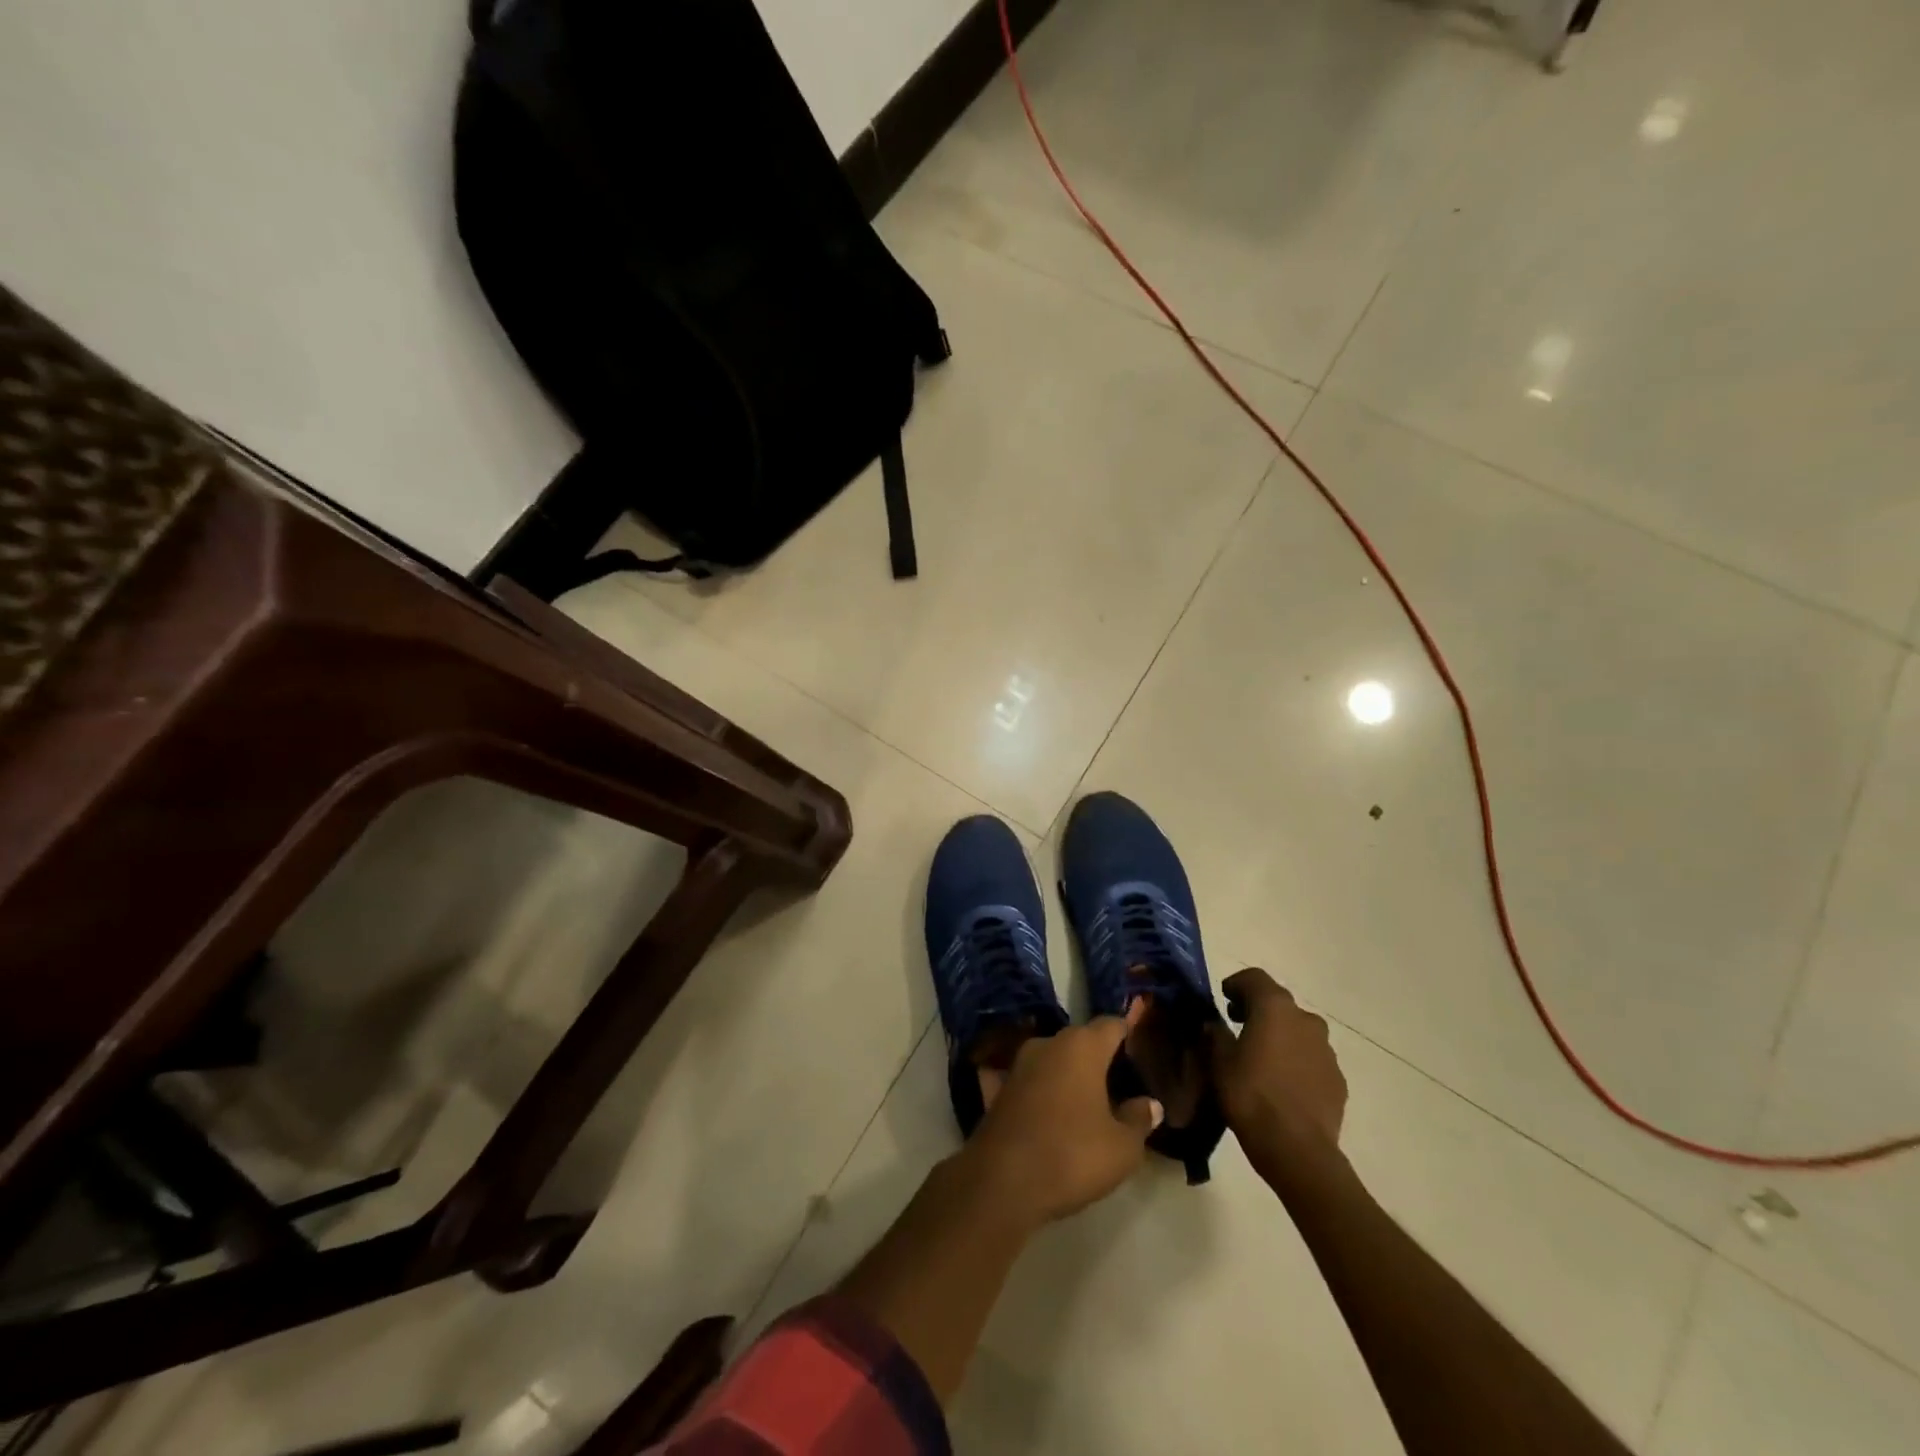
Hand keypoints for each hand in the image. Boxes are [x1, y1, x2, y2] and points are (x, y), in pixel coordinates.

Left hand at [963, 1015, 1163, 1224]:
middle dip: (1099, 1058)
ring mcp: (1019, 1064)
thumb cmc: (1071, 1155)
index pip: (1111, 1025)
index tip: (1140, 1051)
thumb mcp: (1122, 1147)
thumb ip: (1139, 1120)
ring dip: (1068, 1075)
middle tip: (1119, 1085)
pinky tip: (1046, 1111)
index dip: (1128, 1034)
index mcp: (1082, 1047)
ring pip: (1053, 1059)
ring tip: (1087, 1103)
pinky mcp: (998, 1088)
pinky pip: (1029, 1082)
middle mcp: (1048, 1043)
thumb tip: (1149, 1103)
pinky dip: (1040, 1091)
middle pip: (1081, 1040)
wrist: (1001, 1180)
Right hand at [1207, 968, 1347, 1168]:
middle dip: (1258, 1009)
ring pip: (1299, 1030)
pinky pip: (1312, 1058)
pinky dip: (1296, 1060)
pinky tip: (1282, 1083)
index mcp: (1274, 1008)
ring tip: (1261, 1058)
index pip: (1255, 978)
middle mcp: (1305, 1020)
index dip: (1237, 984)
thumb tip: (1214, 1023)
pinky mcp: (1337, 1078)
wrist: (1297, 1149)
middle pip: (1279, 1003)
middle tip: (1238, 1026)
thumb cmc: (1250, 1096)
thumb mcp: (1219, 1062)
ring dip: (1280, 1035)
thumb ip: (1215, 1034)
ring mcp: (1326, 1050)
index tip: (1224, 998)